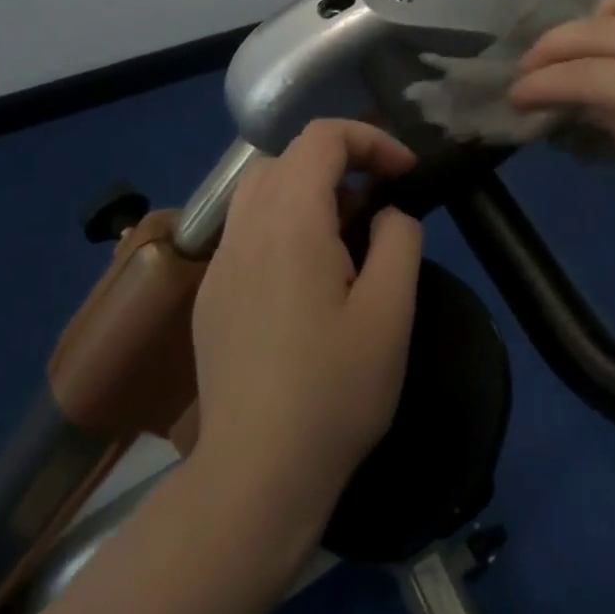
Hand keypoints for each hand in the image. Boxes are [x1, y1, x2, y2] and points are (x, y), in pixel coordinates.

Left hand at [190, 120, 422, 535]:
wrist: (255, 476)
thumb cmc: (334, 392)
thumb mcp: (391, 313)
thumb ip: (399, 241)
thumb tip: (387, 213)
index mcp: (290, 225)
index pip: (321, 138)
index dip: (369, 139)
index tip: (404, 173)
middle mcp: (245, 231)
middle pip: (287, 157)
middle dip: (340, 162)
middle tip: (378, 203)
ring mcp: (220, 264)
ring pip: (260, 190)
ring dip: (308, 190)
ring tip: (345, 236)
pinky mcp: (210, 296)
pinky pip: (246, 230)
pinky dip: (282, 223)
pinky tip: (306, 279)